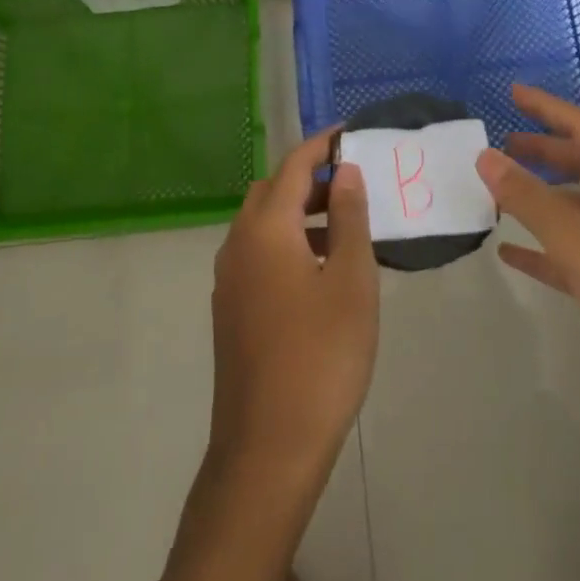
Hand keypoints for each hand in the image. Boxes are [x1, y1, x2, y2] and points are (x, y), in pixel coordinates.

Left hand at [208, 129, 377, 485]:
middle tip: (351, 183)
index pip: (293, 166)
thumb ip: (348, 218)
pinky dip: (285, 242)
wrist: (268, 448)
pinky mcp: (229, 311)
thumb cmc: (321, 356)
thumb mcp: (351, 280)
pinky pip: (257, 254)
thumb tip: (344, 172)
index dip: (321, 145)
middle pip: (271, 191)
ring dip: (297, 212)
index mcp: (265, 229)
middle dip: (308, 178)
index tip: (349, 132)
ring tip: (342, 226)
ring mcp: (228, 280)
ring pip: (261, 224)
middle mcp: (237, 245)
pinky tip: (317, 270)